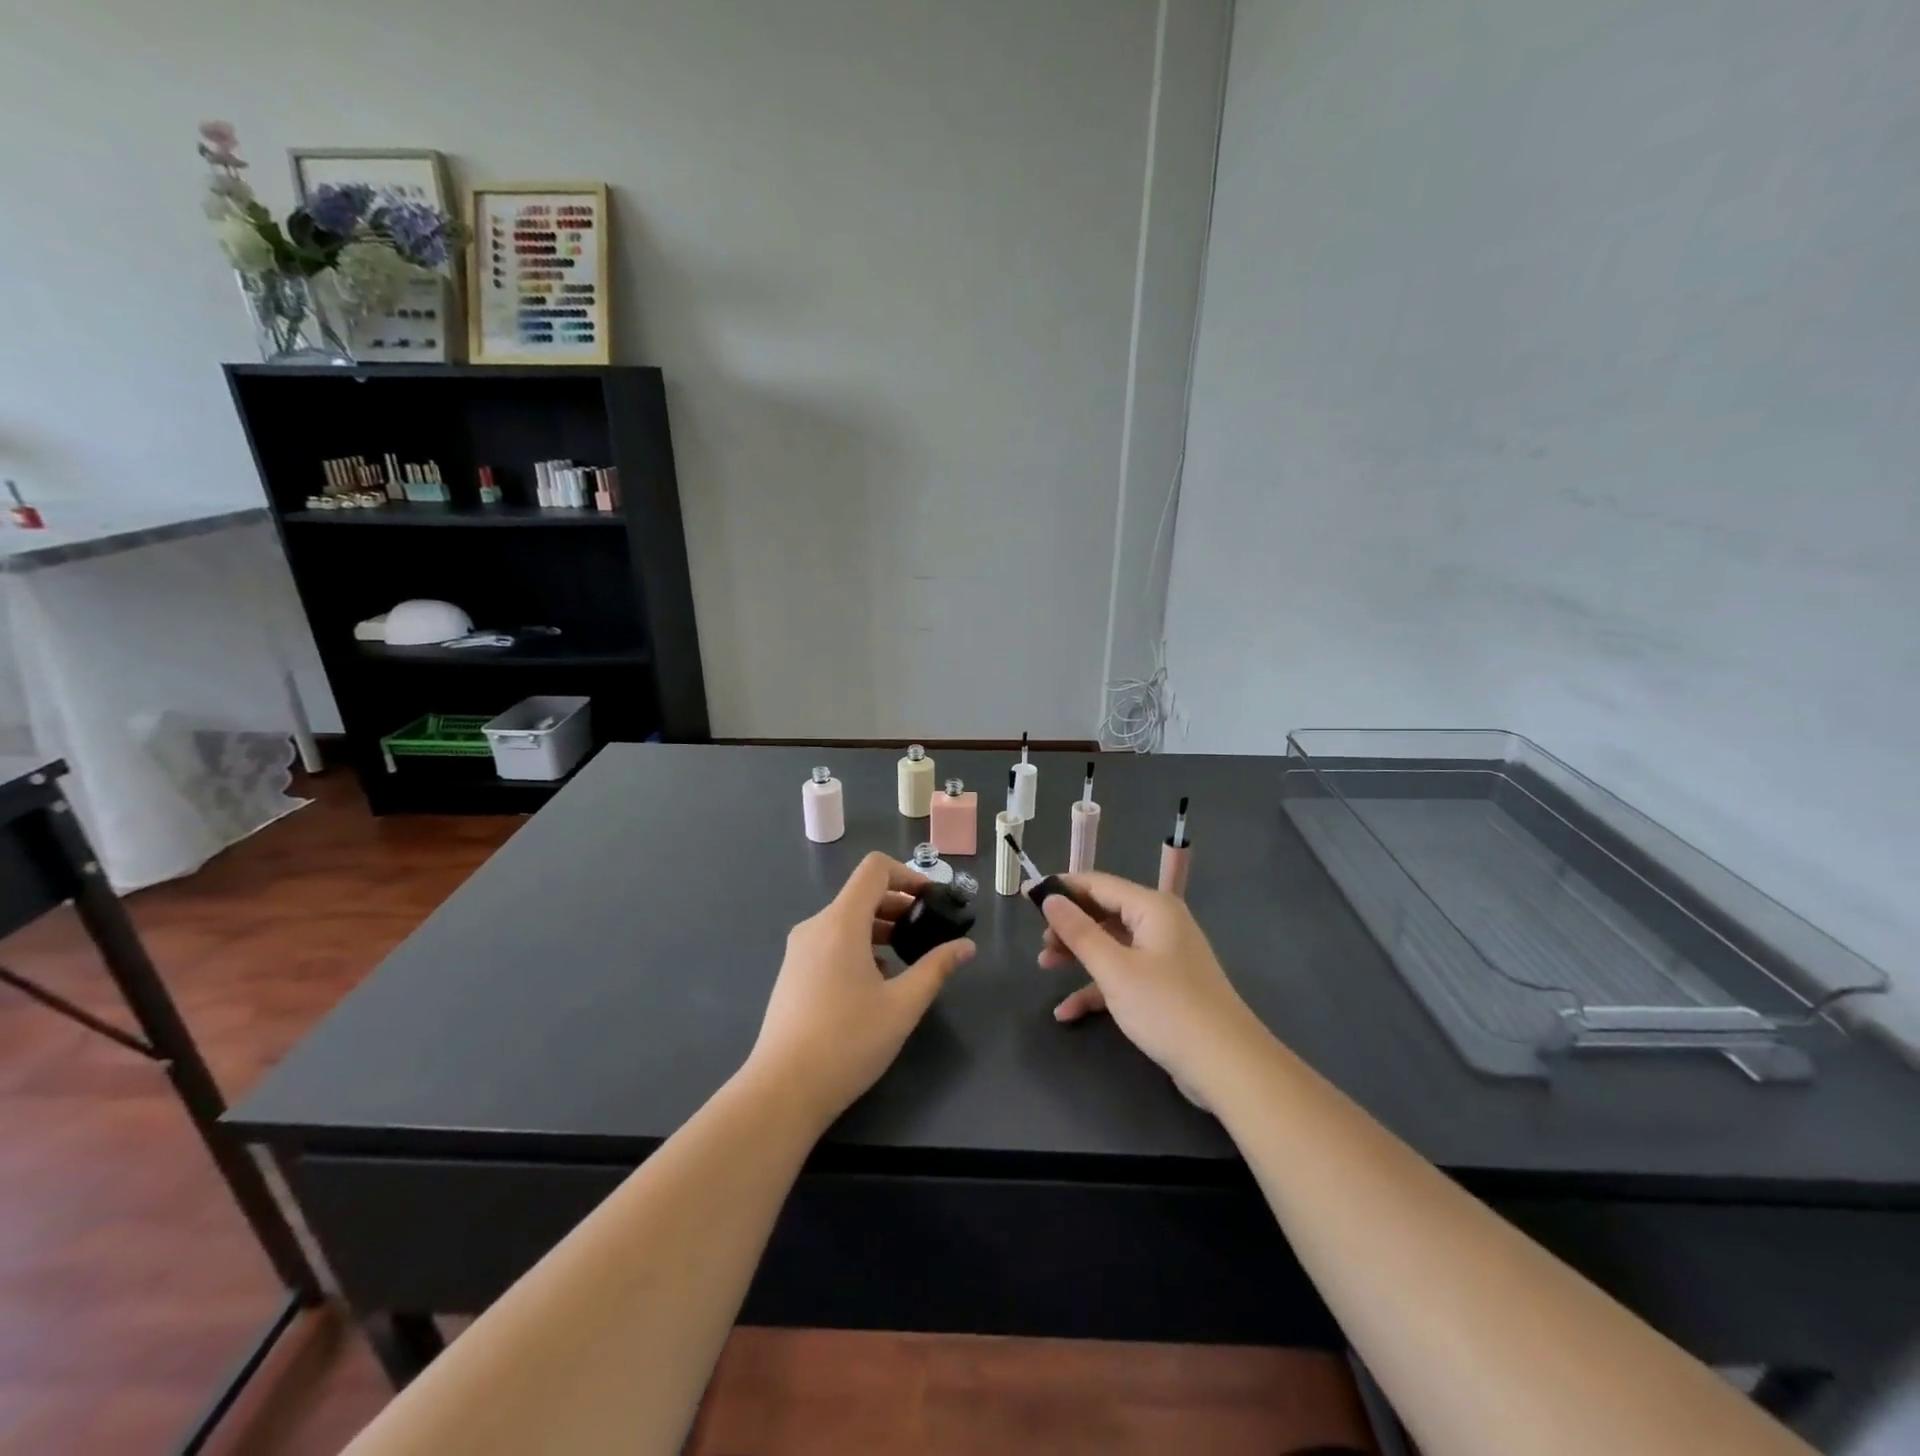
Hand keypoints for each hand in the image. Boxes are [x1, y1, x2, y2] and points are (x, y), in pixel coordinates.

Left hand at [747, 852, 974, 1128]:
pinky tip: (876, 981)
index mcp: (841, 922)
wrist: (782, 1091)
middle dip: (899, 904)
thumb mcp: (903, 1005)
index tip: (932, 900)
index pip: (874, 869)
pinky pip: (831, 941)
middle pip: (861, 894)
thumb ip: (937, 968)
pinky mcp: (793, 972)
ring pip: (846, 919)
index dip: (907, 874)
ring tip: (907, 957)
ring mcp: (799, 950)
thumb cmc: (847, 1042)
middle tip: (928, 931)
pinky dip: (859, 945)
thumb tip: (966, 946)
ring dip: (880, 927)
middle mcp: (816, 926)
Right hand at [1038, 872, 1264, 1108]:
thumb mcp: (1114, 969)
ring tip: (1044, 967)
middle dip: (1069, 926)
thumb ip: (1079, 932)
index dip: (1062, 889)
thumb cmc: (1167, 1008)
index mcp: (1152, 908)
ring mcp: (1164, 956)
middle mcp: (1160, 923)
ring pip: (1111, 944)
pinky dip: (1096, 987)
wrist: (1227, 1066)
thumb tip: (1050, 898)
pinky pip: (1123, 974)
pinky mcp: (1164, 986)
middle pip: (1104, 913)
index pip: (1098, 884)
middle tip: (1039, 945)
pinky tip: (1067, 1011)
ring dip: (1078, 955)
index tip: (1027, 897)